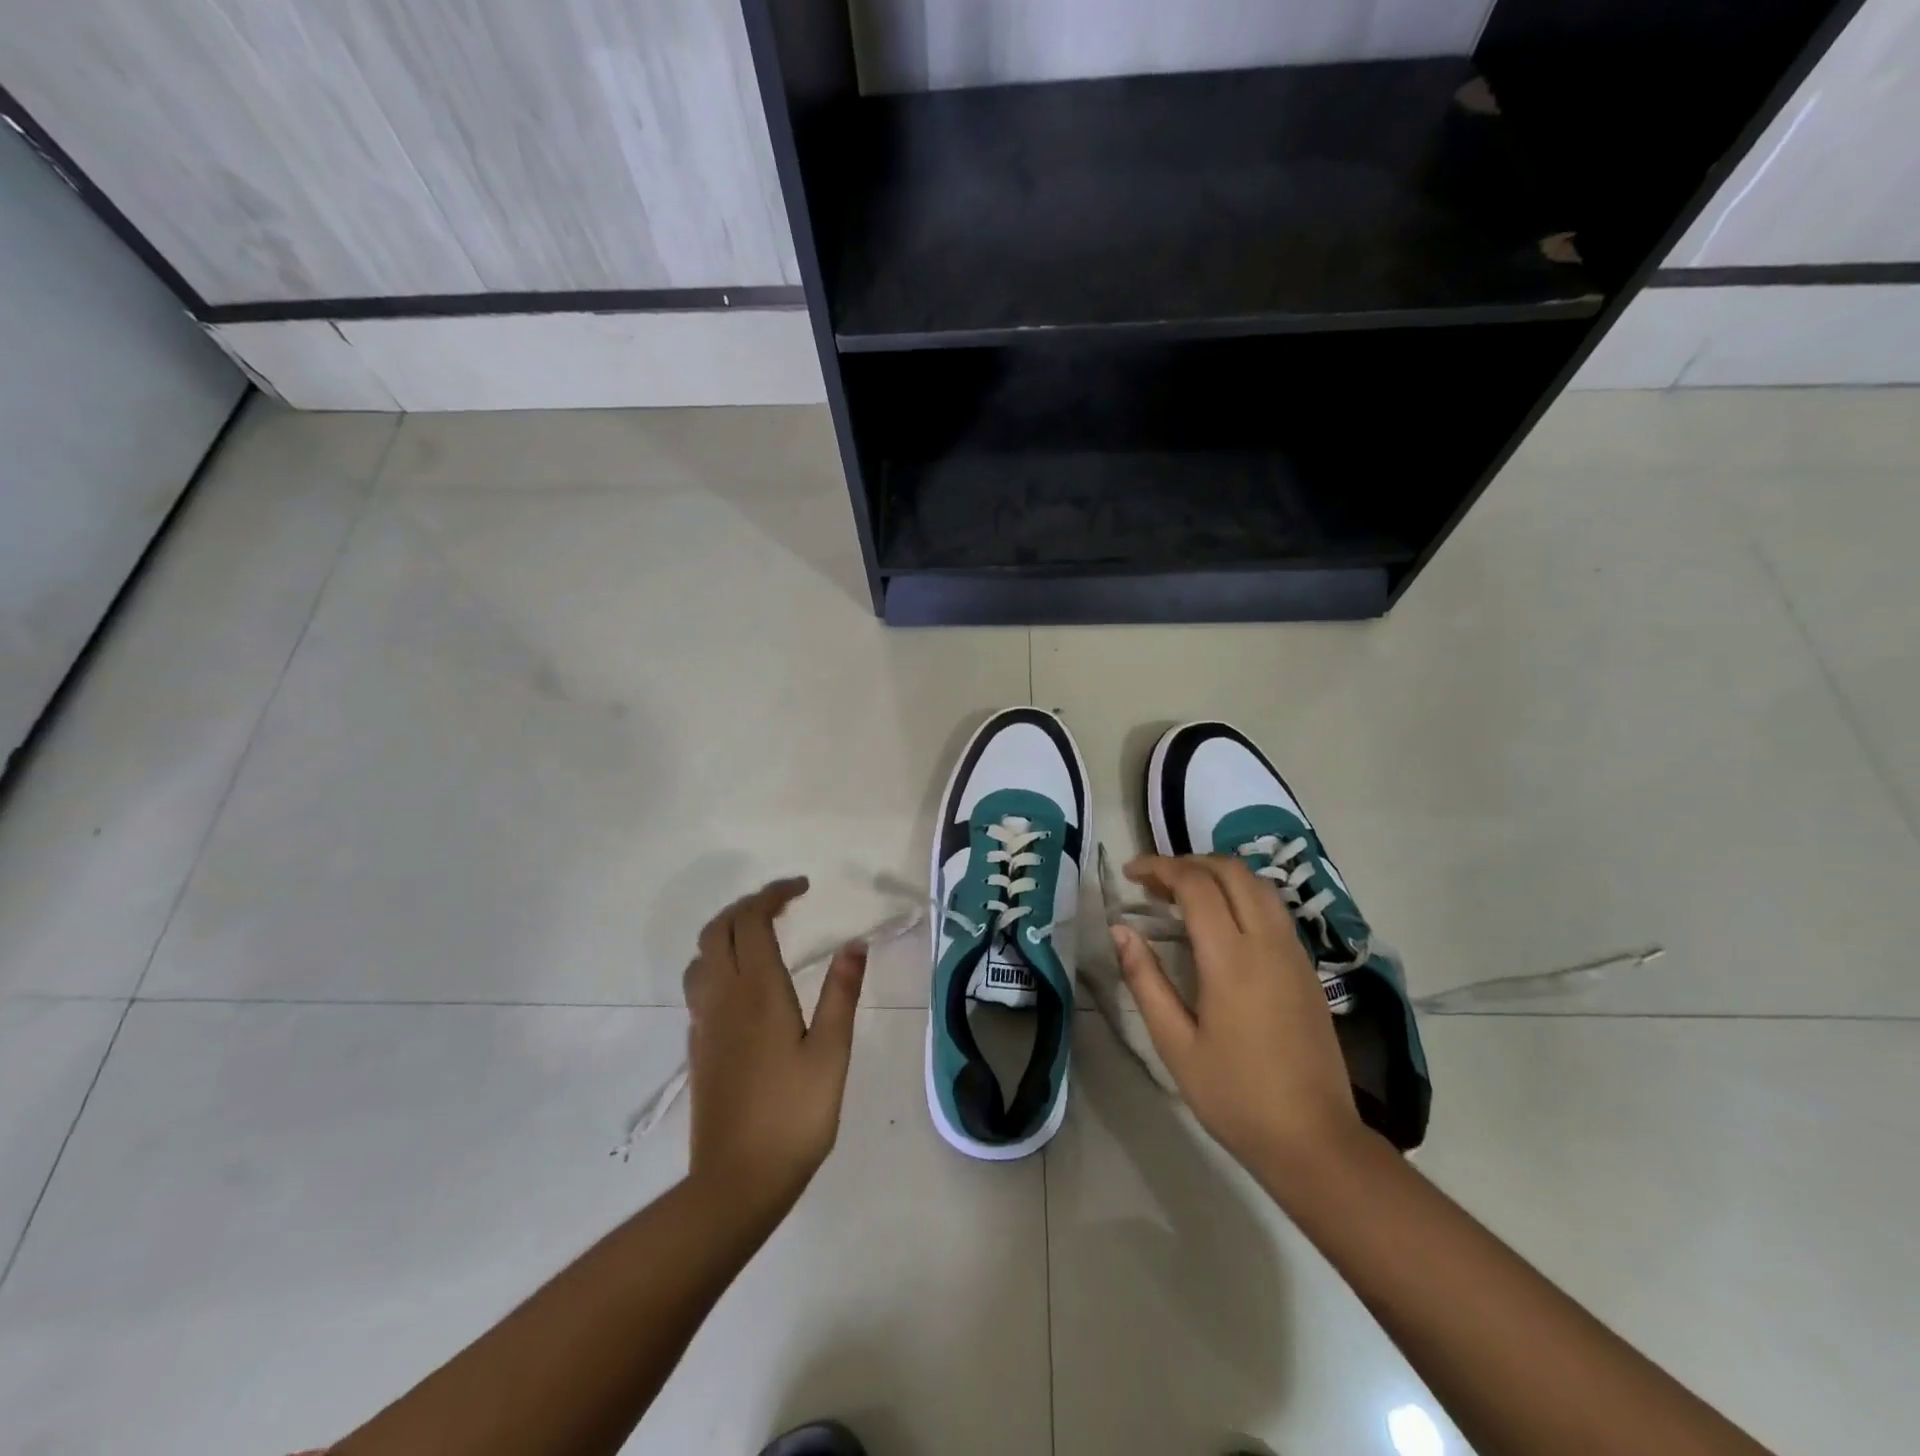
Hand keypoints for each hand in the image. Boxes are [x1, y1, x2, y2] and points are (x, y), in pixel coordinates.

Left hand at [683, 878, 866, 1220]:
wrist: (736, 1181)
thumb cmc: (795, 1114)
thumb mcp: (832, 1052)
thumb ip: (841, 993)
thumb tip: (854, 944)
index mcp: (758, 990)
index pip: (753, 919)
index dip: (774, 893)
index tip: (803, 887)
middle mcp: (723, 996)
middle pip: (719, 928)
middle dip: (748, 905)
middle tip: (784, 905)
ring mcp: (704, 1021)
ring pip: (702, 955)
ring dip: (728, 931)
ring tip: (762, 936)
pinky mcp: (698, 1045)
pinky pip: (699, 984)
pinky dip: (718, 962)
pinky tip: (744, 984)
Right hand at [1111, 855, 1365, 1179]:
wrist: (1315, 1141)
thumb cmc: (1235, 1096)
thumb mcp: (1175, 1043)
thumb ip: (1145, 980)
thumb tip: (1121, 930)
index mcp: (1231, 958)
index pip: (1195, 884)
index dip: (1159, 867)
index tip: (1130, 874)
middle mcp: (1267, 942)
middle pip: (1231, 870)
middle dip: (1188, 863)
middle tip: (1154, 883)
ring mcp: (1294, 953)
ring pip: (1258, 884)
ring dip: (1218, 874)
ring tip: (1183, 895)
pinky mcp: (1307, 968)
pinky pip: (1273, 908)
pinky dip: (1241, 894)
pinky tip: (1220, 923)